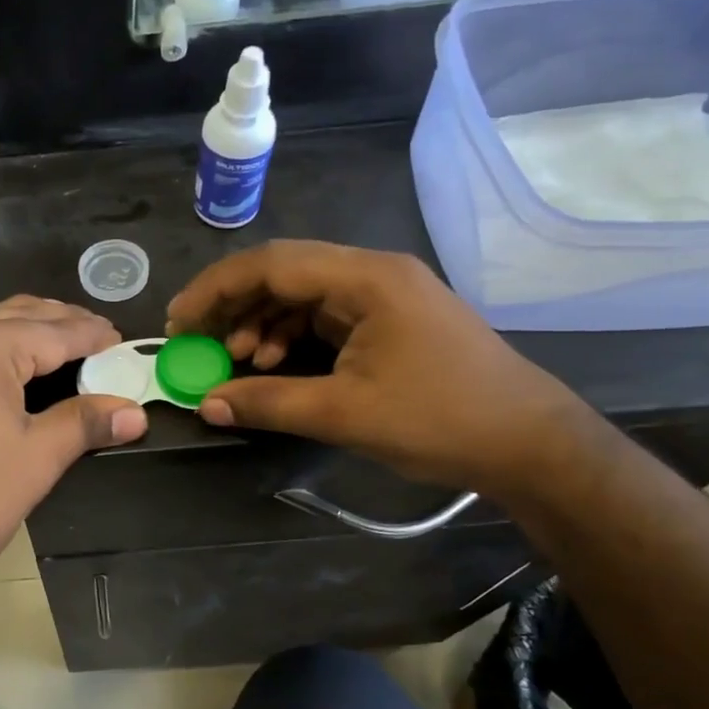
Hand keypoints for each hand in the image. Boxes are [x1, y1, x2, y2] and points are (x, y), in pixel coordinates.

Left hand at [0, 297, 146, 605]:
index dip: (92, 336)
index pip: (52, 331)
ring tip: (70, 350)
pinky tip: (22, 368)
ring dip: (29, 334)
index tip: (123, 341)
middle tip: (102, 342)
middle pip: (18, 317)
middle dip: (62, 326)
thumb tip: (136, 413)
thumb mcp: (38, 457)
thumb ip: (87, 422)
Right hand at [165, 242, 589, 497]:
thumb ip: (269, 403)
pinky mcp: (389, 321)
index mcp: (366, 279)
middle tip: (196, 340)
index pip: (271, 264)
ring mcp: (384, 295)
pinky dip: (290, 336)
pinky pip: (323, 316)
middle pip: (284, 272)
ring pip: (301, 294)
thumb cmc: (441, 420)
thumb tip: (207, 403)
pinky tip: (276, 365)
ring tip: (238, 360)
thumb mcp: (345, 414)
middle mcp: (373, 273)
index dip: (216, 289)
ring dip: (261, 323)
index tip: (179, 322)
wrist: (529, 444)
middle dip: (233, 304)